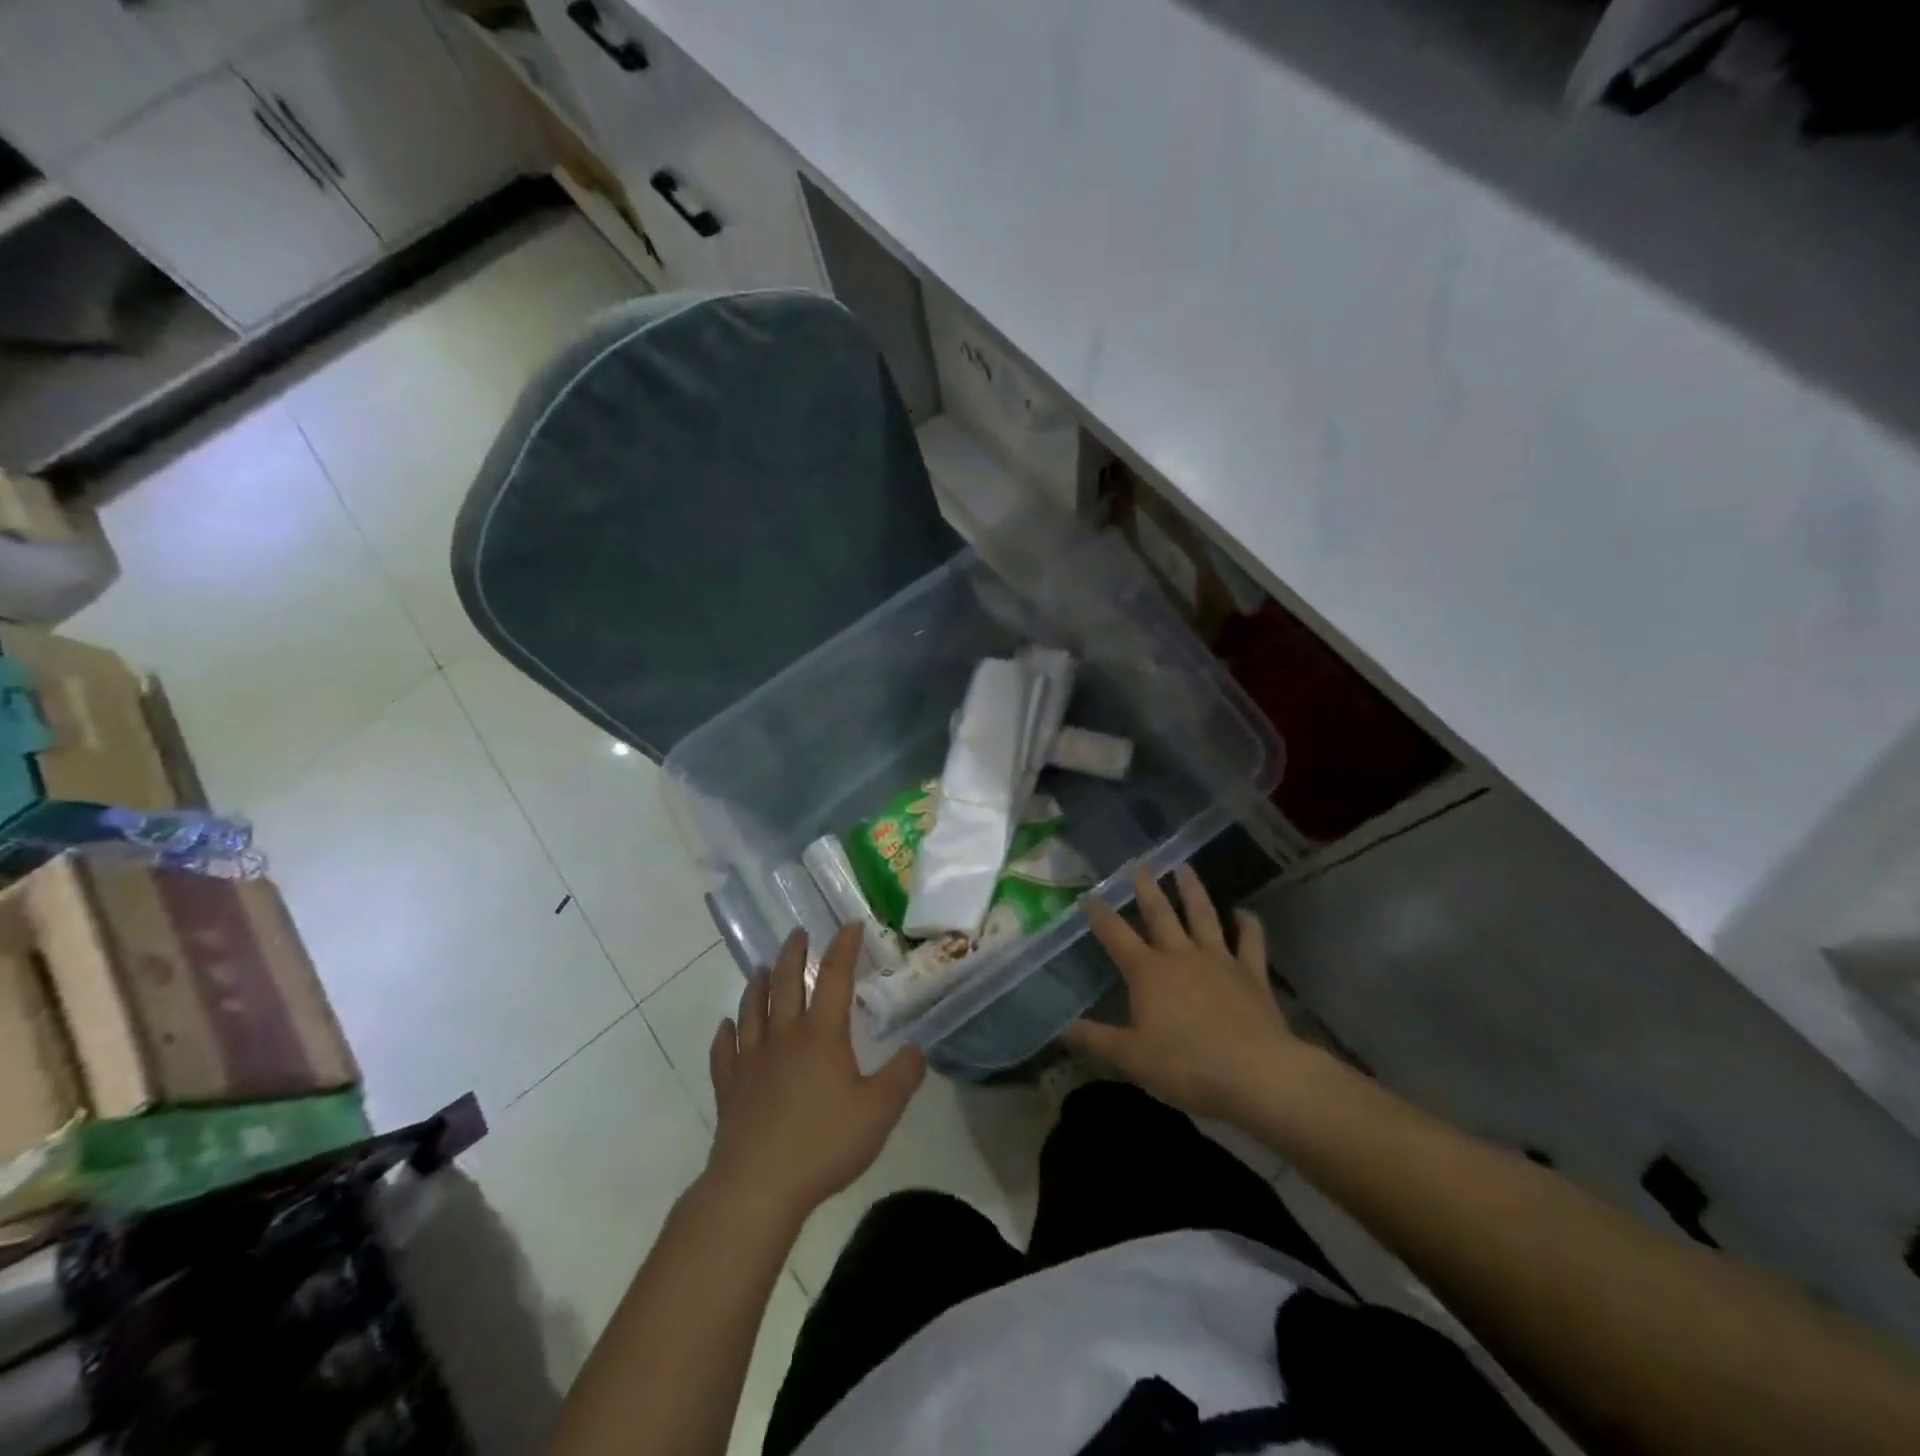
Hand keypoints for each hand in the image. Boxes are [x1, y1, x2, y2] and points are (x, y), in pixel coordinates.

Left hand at [705, 923, 926, 1222]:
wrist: (757, 1186)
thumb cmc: (824, 1144)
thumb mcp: (879, 1111)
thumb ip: (902, 1076)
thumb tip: (917, 1048)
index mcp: (822, 1035)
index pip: (835, 977)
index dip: (843, 947)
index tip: (850, 924)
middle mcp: (784, 1037)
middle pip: (786, 983)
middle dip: (794, 953)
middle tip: (798, 932)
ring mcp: (751, 1061)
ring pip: (752, 1009)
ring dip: (758, 984)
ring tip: (762, 968)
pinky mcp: (730, 1088)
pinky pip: (725, 1052)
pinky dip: (725, 1034)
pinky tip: (726, 1027)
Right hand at [1064, 864, 1299, 1121]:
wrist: (1256, 1073)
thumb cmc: (1186, 1065)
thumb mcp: (1131, 1058)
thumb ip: (1096, 1039)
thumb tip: (1062, 1028)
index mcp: (1148, 972)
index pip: (1116, 935)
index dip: (1100, 915)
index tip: (1089, 897)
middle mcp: (1180, 956)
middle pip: (1160, 914)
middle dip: (1147, 889)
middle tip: (1140, 866)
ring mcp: (1219, 961)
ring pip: (1203, 916)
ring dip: (1193, 891)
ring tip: (1185, 868)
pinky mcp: (1252, 974)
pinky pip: (1250, 942)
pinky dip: (1248, 925)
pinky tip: (1245, 913)